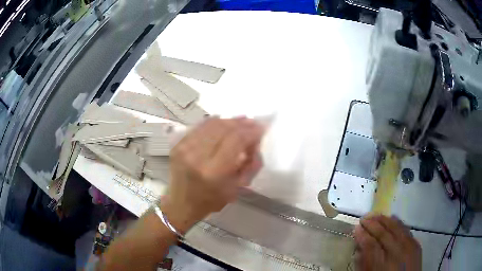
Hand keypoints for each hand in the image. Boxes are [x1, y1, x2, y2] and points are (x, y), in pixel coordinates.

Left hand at [161, 117, 263, 232]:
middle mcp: (197, 156)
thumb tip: (255, 141)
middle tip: (253, 123)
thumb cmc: (212, 200)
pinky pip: (201, 126)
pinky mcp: (178, 143)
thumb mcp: (237, 188)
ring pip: (212, 124)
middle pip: (224, 128)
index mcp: (213, 172)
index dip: (251, 131)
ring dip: (229, 121)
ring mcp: (185, 147)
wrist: (181, 203)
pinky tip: (225, 123)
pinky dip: (215, 122)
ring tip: (241, 122)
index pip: (236, 140)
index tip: (261, 128)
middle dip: (242, 123)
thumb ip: (250, 164)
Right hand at [354, 215, 421, 270]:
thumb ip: (364, 264)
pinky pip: (406, 229)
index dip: (362, 235)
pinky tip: (392, 217)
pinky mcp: (416, 244)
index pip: (370, 246)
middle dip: (372, 224)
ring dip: (384, 220)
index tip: (356, 228)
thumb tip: (358, 249)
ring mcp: (408, 248)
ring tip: (375, 215)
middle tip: (363, 218)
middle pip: (383, 234)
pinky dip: (398, 222)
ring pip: (396, 228)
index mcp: (381, 266)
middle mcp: (396, 254)